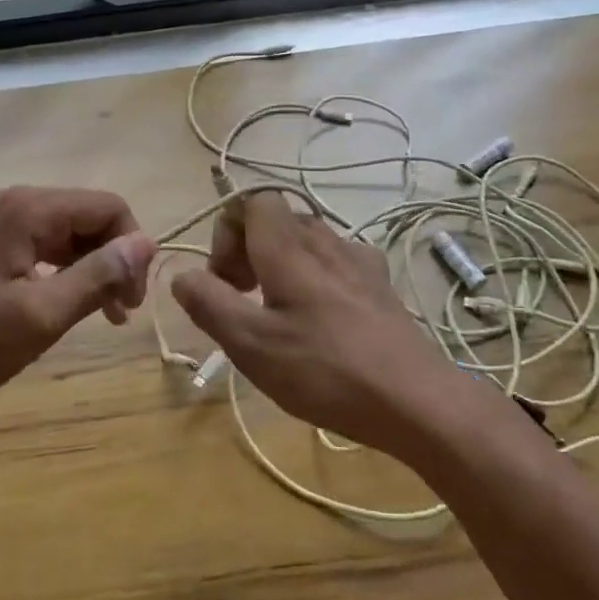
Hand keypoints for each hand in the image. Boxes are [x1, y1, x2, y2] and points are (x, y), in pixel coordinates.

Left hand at [0, 187, 155, 446]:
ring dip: (93, 268)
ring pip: (67, 233)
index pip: (107, 207)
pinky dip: (65, 272)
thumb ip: (98, 275)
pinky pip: (42, 246)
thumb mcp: (43, 315)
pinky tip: (71, 303)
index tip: (134, 299)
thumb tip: (146, 243)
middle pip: (87, 216)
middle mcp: (11, 203)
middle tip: (123, 312)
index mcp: (26, 209)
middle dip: (113, 259)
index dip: (132, 248)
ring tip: (106, 314)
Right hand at [170, 191, 470, 462]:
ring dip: (280, 266)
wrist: (416, 400)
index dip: (227, 231)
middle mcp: (326, 240)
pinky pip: (335, 263)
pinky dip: (314, 280)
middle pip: (277, 220)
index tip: (225, 280)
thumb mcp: (251, 344)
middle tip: (243, 301)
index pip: (252, 200)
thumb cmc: (325, 370)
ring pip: (306, 241)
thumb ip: (209, 303)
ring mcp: (359, 261)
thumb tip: (182, 274)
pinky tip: (320, 324)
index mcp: (289, 246)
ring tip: (277, 316)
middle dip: (248, 251)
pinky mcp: (380, 285)